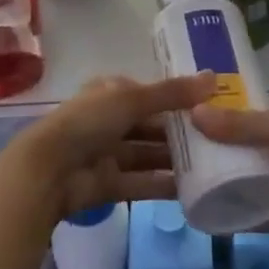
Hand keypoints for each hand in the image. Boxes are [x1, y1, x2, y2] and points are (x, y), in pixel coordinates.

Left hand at [12, 73, 215, 220]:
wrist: (49, 171)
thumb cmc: (89, 122)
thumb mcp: (132, 99)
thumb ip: (172, 93)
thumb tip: (214, 78)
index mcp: (112, 92)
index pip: (151, 93)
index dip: (178, 98)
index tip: (211, 105)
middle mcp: (111, 120)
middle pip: (152, 125)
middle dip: (180, 132)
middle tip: (219, 139)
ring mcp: (108, 153)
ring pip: (148, 155)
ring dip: (174, 160)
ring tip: (212, 165)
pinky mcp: (109, 185)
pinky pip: (142, 183)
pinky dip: (163, 186)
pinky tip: (191, 191)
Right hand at [190, 101, 268, 242]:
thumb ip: (240, 125)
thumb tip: (194, 115)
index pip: (262, 119)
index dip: (235, 122)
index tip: (201, 125)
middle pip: (259, 153)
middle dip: (232, 157)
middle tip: (190, 158)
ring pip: (262, 185)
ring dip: (237, 187)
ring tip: (196, 188)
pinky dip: (246, 218)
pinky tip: (216, 219)